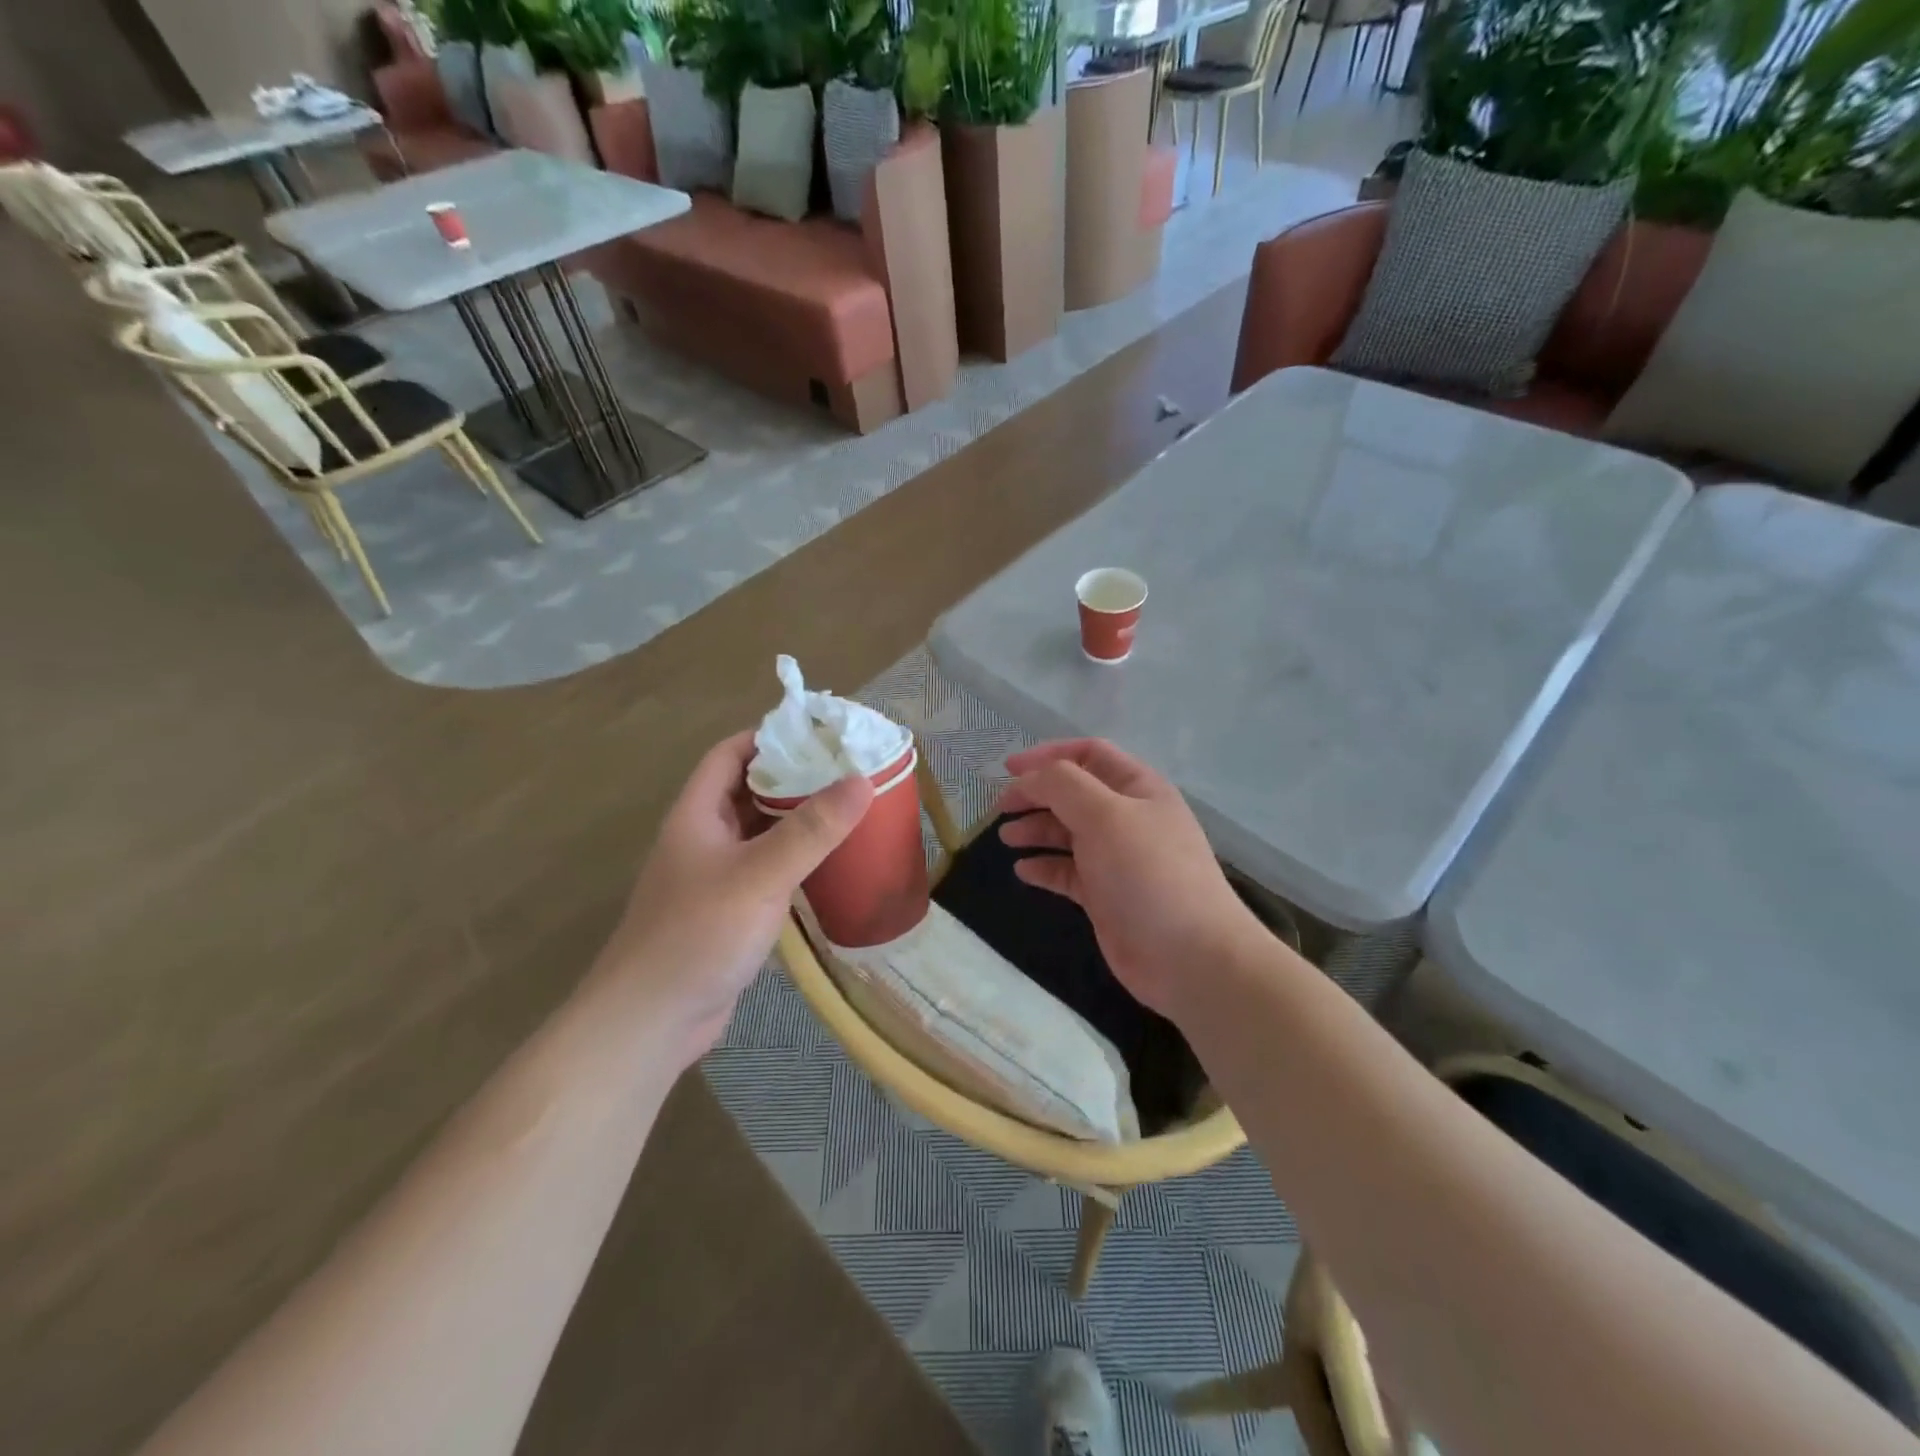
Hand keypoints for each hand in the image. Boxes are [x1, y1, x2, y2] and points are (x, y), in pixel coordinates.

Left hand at [596, 732, 873, 1064]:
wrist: (651, 1020)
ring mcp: (715, 877)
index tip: (820, 734)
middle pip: (748, 790)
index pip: (730, 754)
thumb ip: (811, 829)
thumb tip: (861, 780)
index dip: (769, 737)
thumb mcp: (760, 875)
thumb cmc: (699, 934)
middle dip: (794, 777)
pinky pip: (766, 870)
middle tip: (848, 770)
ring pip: (760, 833)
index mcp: (697, 815)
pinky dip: (795, 859)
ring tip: (849, 808)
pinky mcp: (730, 911)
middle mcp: (703, 838)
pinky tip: (830, 862)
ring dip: (797, 820)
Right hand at [999, 739, 1266, 1020]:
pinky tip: (1023, 870)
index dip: (1048, 754)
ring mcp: (1117, 859)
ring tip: (1005, 837)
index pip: (1089, 754)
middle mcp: (1128, 818)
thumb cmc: (1148, 873)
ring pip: (1067, 832)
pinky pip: (1068, 871)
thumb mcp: (1105, 815)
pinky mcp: (1105, 896)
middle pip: (1074, 794)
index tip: (1008, 769)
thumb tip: (1030, 779)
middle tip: (1001, 807)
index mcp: (1137, 788)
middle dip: (1036, 794)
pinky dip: (1044, 866)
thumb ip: (1062, 785)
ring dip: (1036, 829)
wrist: (1188, 956)